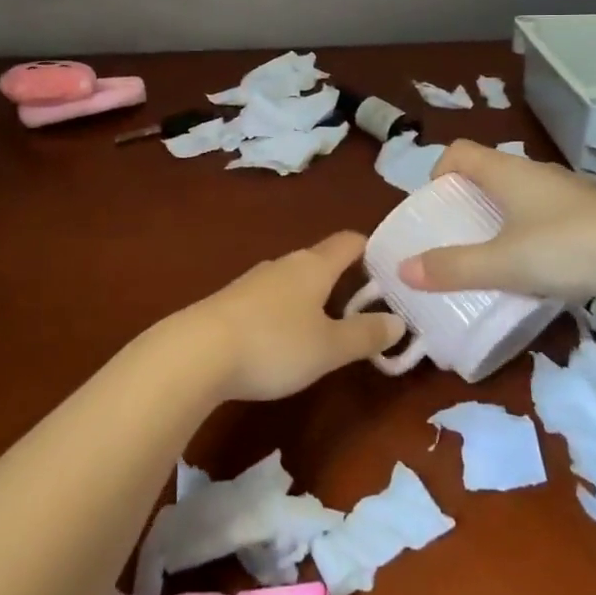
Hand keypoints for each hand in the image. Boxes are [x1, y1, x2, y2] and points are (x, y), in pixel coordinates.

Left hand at [174, 232, 405, 402]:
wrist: (197, 353)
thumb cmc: (274, 344)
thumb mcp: (329, 347)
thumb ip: (365, 334)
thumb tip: (398, 320)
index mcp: (313, 265)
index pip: (349, 242)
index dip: (372, 249)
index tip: (392, 268)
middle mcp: (284, 264)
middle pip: (321, 260)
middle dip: (345, 278)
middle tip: (369, 305)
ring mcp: (254, 281)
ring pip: (295, 280)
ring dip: (315, 297)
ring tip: (331, 324)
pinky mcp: (232, 302)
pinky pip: (272, 298)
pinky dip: (288, 311)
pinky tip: (287, 338)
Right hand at [398, 141, 595, 301]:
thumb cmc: (568, 248)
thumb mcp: (504, 264)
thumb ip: (454, 268)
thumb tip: (404, 270)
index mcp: (507, 172)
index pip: (459, 151)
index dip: (439, 172)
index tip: (435, 207)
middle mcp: (535, 173)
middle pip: (488, 172)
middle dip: (467, 201)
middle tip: (458, 237)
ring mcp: (567, 191)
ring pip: (520, 194)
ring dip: (500, 217)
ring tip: (496, 255)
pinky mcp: (593, 213)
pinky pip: (546, 213)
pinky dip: (531, 231)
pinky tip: (541, 266)